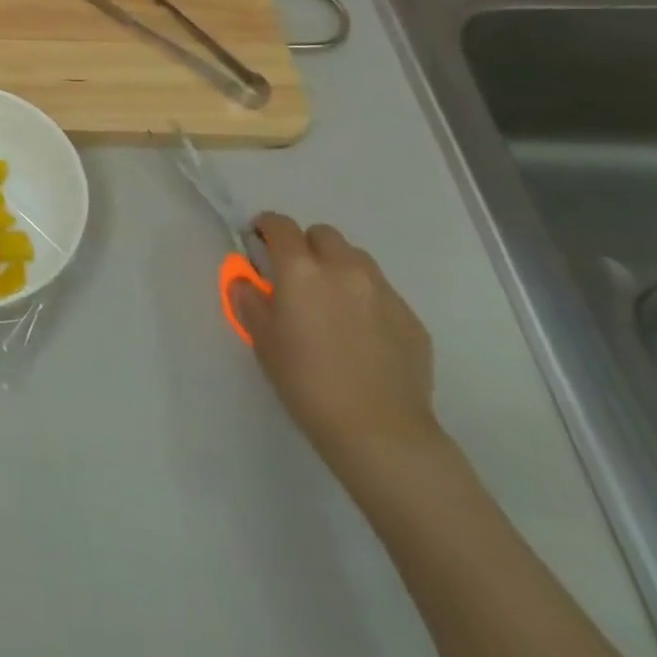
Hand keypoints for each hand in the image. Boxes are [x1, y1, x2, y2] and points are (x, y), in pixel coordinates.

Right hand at [232, 214, 444, 481]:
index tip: (257, 241)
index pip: (280, 225)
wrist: (380, 432)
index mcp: (301, 270)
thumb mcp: (262, 340)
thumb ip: (249, 300)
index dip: (265, 227)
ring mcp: (383, 292)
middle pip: (323, 234)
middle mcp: (344, 269)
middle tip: (295, 276)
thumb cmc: (307, 382)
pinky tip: (360, 333)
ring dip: (338, 267)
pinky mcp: (411, 318)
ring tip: (330, 302)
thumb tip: (245, 281)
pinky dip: (365, 298)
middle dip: (305, 245)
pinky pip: (381, 292)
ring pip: (356, 259)